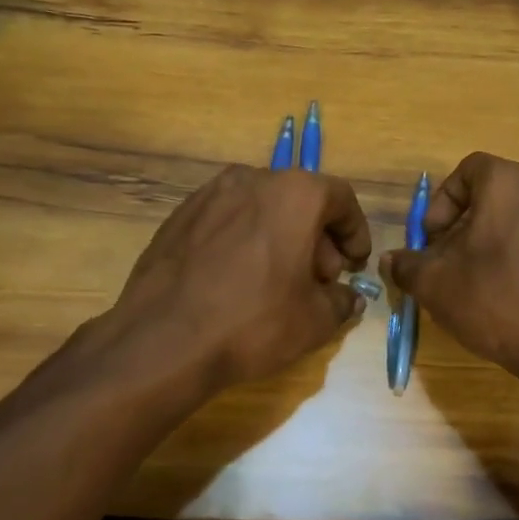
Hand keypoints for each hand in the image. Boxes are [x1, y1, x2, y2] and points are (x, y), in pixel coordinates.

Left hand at [104, 165, 371, 394]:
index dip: (355, 232)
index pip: (341, 199)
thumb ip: (341, 302)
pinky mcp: (180, 214)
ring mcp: (210, 193)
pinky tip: (237, 278)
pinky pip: (227, 219)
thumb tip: (348, 298)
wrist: (163, 340)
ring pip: (262, 207)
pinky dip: (244, 239)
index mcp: (295, 193)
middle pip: (300, 200)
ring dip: (280, 236)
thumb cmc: (253, 322)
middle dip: (317, 239)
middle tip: (318, 281)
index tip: (355, 264)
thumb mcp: (314, 320)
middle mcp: (253, 179)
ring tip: (278, 281)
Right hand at [385, 153, 518, 396]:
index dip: (443, 201)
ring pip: (517, 222)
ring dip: (490, 246)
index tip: (432, 239)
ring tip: (476, 286)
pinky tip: (510, 299)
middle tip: (447, 266)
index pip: (468, 169)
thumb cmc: (498, 300)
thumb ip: (407, 266)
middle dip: (462, 228)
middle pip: (493, 198)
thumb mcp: (436, 285)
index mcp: (508, 185)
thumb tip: (391, 261)